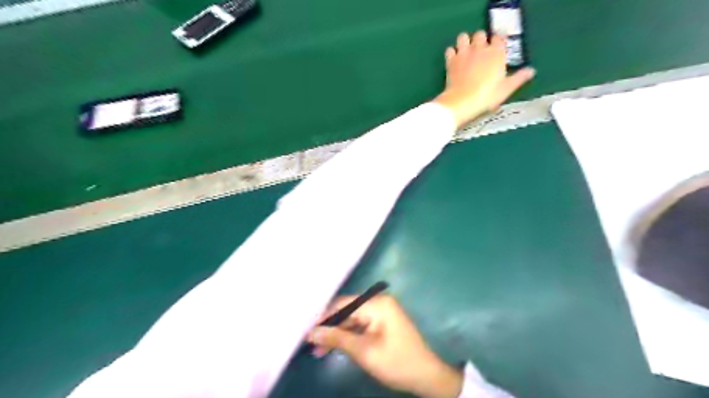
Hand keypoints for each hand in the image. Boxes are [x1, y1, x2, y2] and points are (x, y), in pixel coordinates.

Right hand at [306, 293, 463, 397]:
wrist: (426, 376)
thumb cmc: (396, 362)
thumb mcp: (364, 352)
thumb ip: (336, 339)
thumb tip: (312, 332)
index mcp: (377, 304)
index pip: (343, 304)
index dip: (323, 316)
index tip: (306, 329)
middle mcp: (378, 303)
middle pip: (347, 311)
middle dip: (329, 327)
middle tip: (309, 341)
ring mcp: (381, 313)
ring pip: (351, 320)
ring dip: (336, 334)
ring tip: (317, 350)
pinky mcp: (381, 323)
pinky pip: (359, 326)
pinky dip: (347, 337)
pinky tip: (333, 348)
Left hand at [433, 30, 537, 129]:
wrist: (462, 102)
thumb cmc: (487, 96)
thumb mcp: (506, 89)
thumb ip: (519, 78)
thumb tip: (531, 71)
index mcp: (496, 52)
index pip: (499, 38)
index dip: (498, 43)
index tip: (497, 50)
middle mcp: (480, 48)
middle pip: (480, 34)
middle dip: (481, 41)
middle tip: (481, 53)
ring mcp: (464, 53)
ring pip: (463, 37)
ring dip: (465, 42)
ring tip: (467, 53)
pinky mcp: (451, 60)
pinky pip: (450, 50)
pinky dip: (452, 53)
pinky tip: (455, 60)